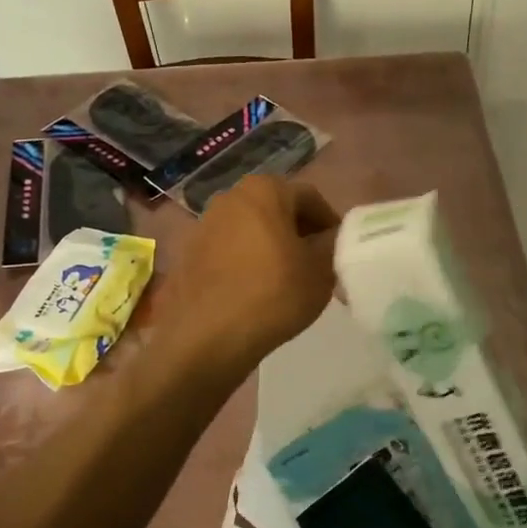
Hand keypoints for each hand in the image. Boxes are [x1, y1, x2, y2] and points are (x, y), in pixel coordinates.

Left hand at [164, 175, 338, 375]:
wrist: (209, 337)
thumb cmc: (274, 294)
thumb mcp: (321, 270)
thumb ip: (332, 243)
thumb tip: (329, 236)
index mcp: (265, 190)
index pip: (310, 198)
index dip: (329, 223)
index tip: (338, 250)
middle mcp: (230, 197)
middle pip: (277, 209)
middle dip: (298, 232)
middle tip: (315, 263)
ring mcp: (204, 225)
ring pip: (251, 229)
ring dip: (271, 246)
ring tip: (286, 279)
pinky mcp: (189, 253)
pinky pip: (229, 250)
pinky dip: (246, 261)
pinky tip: (256, 290)